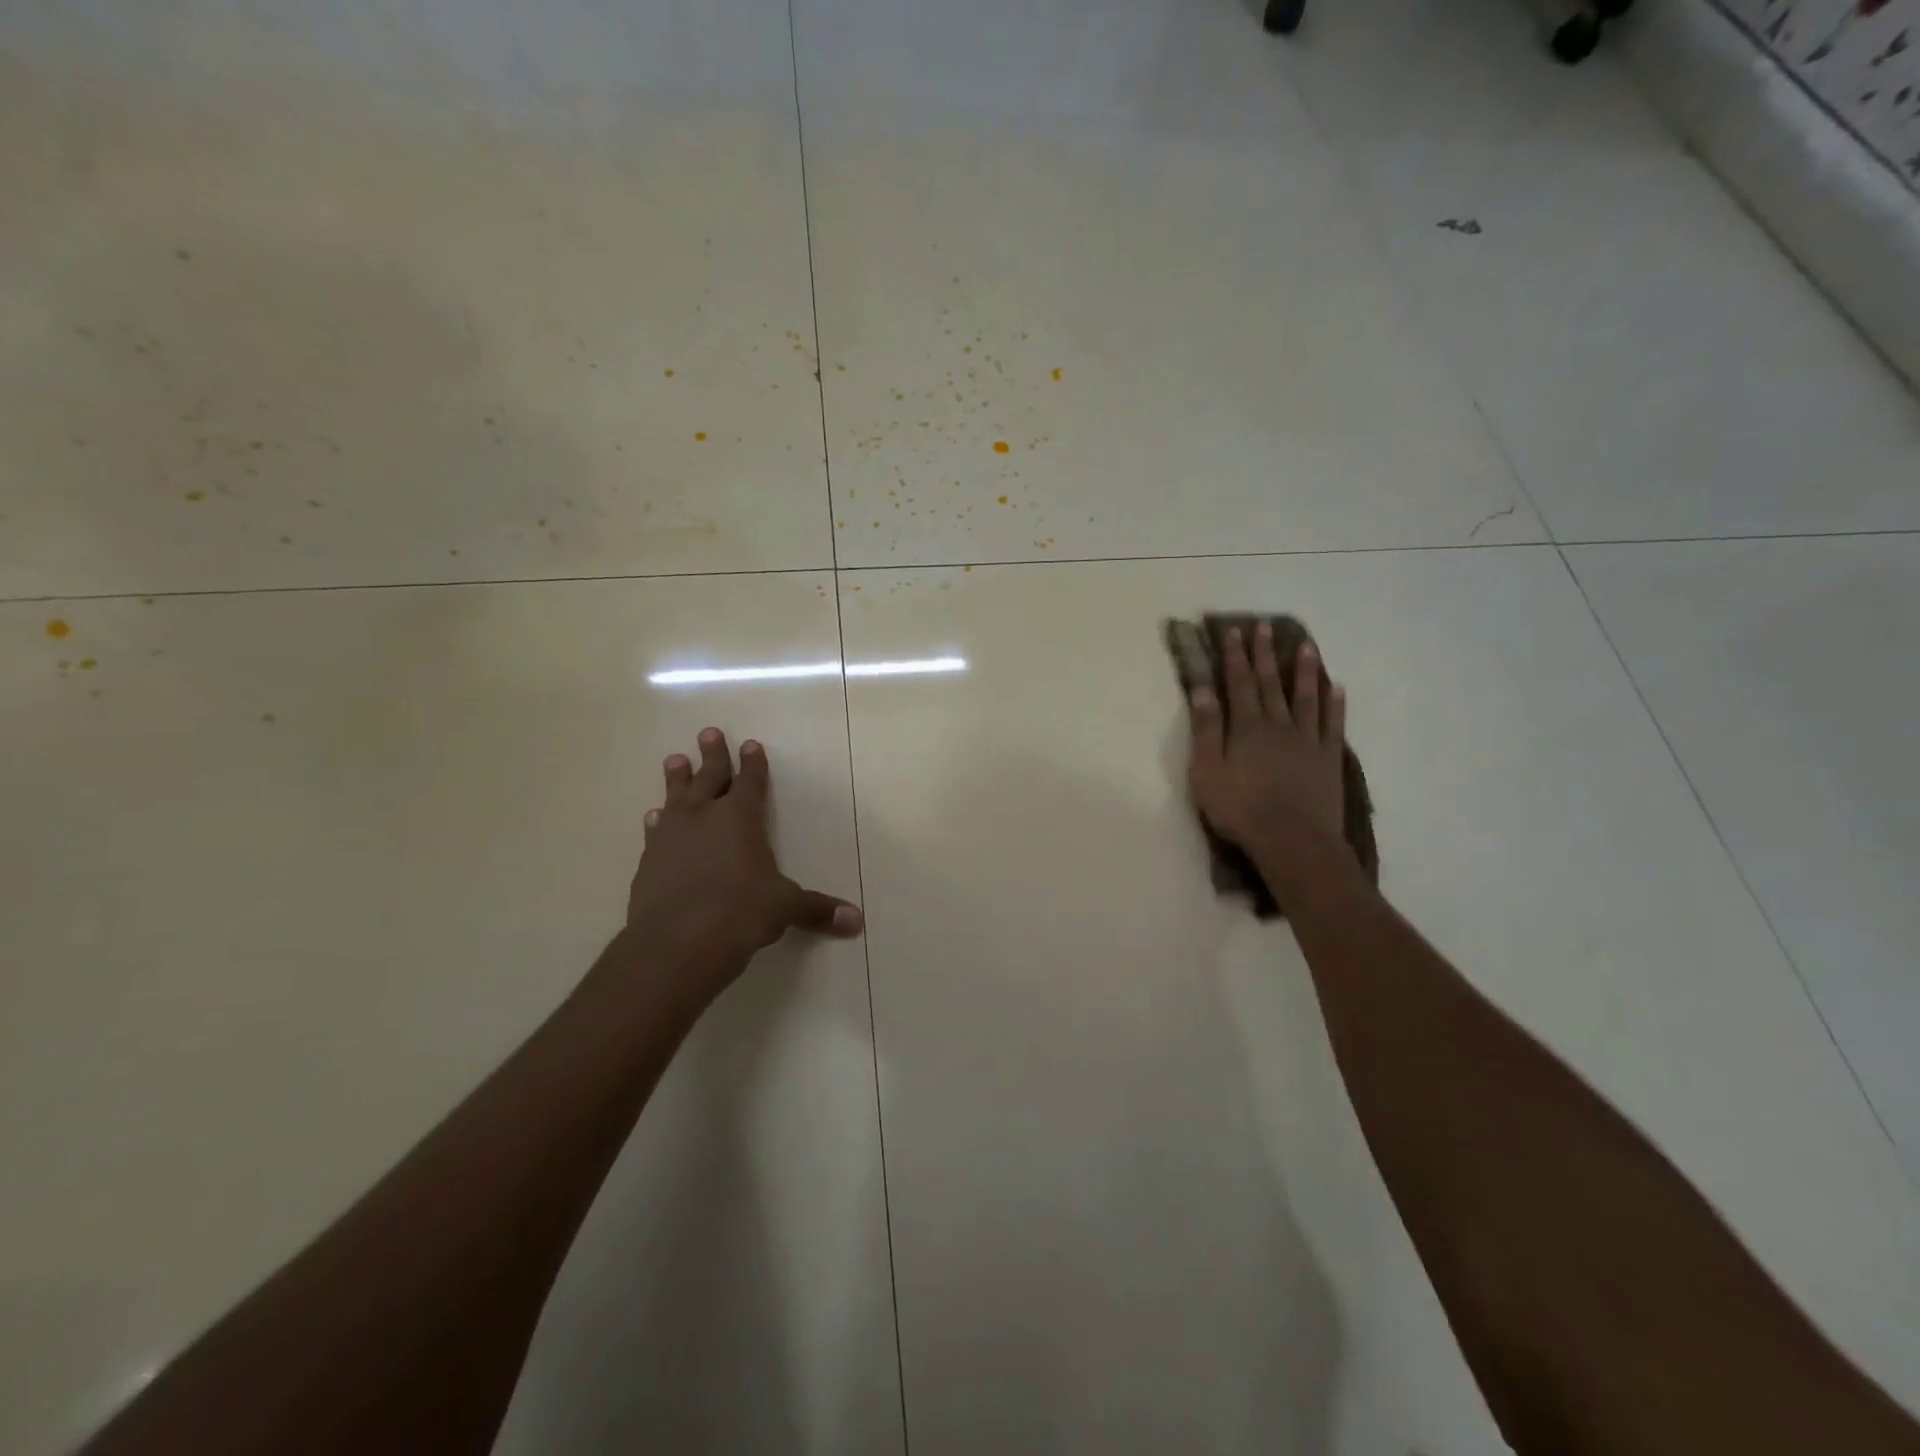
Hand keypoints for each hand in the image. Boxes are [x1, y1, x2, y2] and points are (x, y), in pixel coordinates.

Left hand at [623, 728, 862, 1008]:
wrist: (676, 944)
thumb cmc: (741, 914)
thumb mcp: (785, 908)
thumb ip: (817, 909)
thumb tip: (857, 922)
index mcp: (741, 818)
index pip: (750, 782)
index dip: (753, 763)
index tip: (750, 744)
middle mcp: (704, 818)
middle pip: (709, 777)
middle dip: (713, 755)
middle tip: (708, 732)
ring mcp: (671, 837)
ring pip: (676, 797)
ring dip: (677, 779)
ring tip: (674, 759)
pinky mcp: (648, 861)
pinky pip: (655, 831)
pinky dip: (657, 821)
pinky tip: (654, 816)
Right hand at [1187, 624, 1349, 864]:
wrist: (1292, 840)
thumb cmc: (1240, 808)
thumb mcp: (1207, 770)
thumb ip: (1206, 729)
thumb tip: (1202, 690)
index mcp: (1246, 727)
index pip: (1238, 683)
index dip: (1236, 657)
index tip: (1235, 632)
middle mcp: (1278, 725)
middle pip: (1270, 683)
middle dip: (1265, 655)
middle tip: (1266, 627)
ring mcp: (1307, 740)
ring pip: (1305, 697)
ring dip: (1304, 671)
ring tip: (1307, 647)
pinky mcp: (1328, 758)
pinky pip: (1332, 724)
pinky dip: (1335, 704)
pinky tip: (1337, 688)